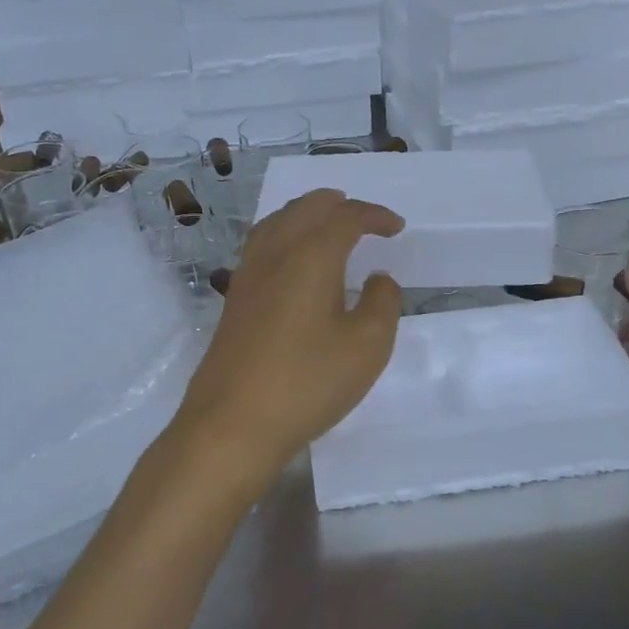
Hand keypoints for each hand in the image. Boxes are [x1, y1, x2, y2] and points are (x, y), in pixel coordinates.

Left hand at [171, 189, 403, 498]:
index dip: (375, 216)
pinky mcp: (234, 299)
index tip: (396, 228)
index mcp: (311, 255)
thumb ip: (383, 303)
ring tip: (327, 227)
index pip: (346, 217)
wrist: (232, 423)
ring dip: (307, 215)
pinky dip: (284, 235)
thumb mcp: (367, 346)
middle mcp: (275, 253)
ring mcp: (248, 275)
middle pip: (305, 208)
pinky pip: (261, 245)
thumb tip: (378, 279)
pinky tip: (292, 262)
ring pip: (277, 222)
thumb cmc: (307, 382)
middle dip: (337, 205)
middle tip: (364, 219)